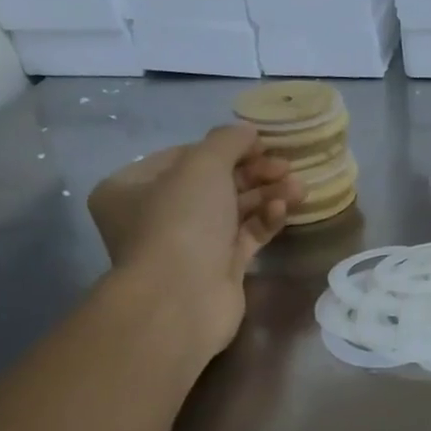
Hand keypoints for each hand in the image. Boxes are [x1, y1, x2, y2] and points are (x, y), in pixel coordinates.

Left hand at [87, 125, 303, 359]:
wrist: (182, 299)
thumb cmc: (180, 223)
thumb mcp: (202, 166)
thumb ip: (228, 142)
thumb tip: (247, 131)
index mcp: (131, 187)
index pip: (183, 156)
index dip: (225, 148)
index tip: (262, 144)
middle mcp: (155, 215)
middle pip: (213, 184)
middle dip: (253, 173)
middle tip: (286, 166)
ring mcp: (188, 245)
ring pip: (232, 211)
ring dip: (266, 195)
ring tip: (299, 187)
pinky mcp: (217, 269)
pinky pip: (244, 237)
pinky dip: (264, 221)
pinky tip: (284, 210)